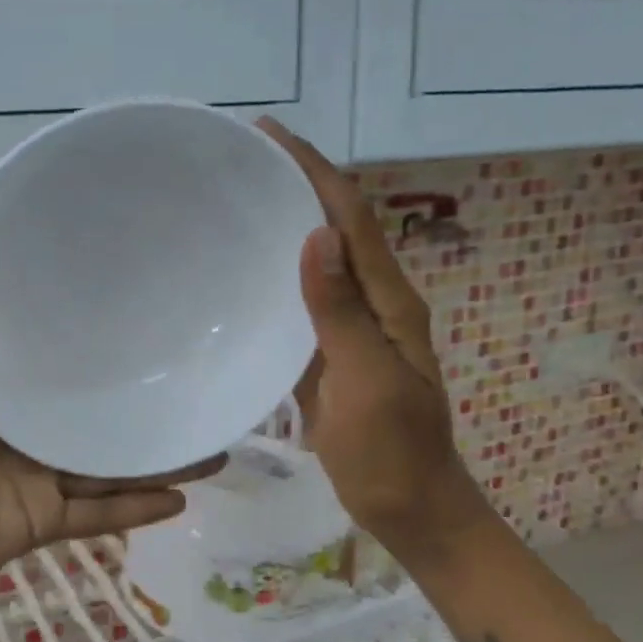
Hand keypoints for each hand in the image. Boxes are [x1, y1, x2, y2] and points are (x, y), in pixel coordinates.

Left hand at [0, 195, 222, 600]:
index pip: (53, 346)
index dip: (94, 326)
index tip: (144, 297)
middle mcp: (21, 423)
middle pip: (91, 407)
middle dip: (139, 394)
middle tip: (197, 368)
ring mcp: (34, 473)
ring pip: (109, 461)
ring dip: (157, 455)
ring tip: (213, 438)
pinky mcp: (43, 518)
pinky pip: (100, 514)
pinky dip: (138, 509)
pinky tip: (186, 498)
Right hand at [259, 120, 493, 551]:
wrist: (409, 507)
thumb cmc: (391, 451)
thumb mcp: (369, 382)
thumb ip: (341, 313)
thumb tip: (315, 236)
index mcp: (388, 300)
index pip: (351, 217)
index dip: (314, 170)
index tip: (268, 133)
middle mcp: (370, 302)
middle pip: (334, 227)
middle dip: (296, 183)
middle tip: (239, 160)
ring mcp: (348, 328)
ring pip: (315, 261)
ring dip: (283, 223)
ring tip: (233, 200)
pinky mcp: (325, 353)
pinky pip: (299, 302)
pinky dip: (273, 275)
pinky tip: (240, 273)